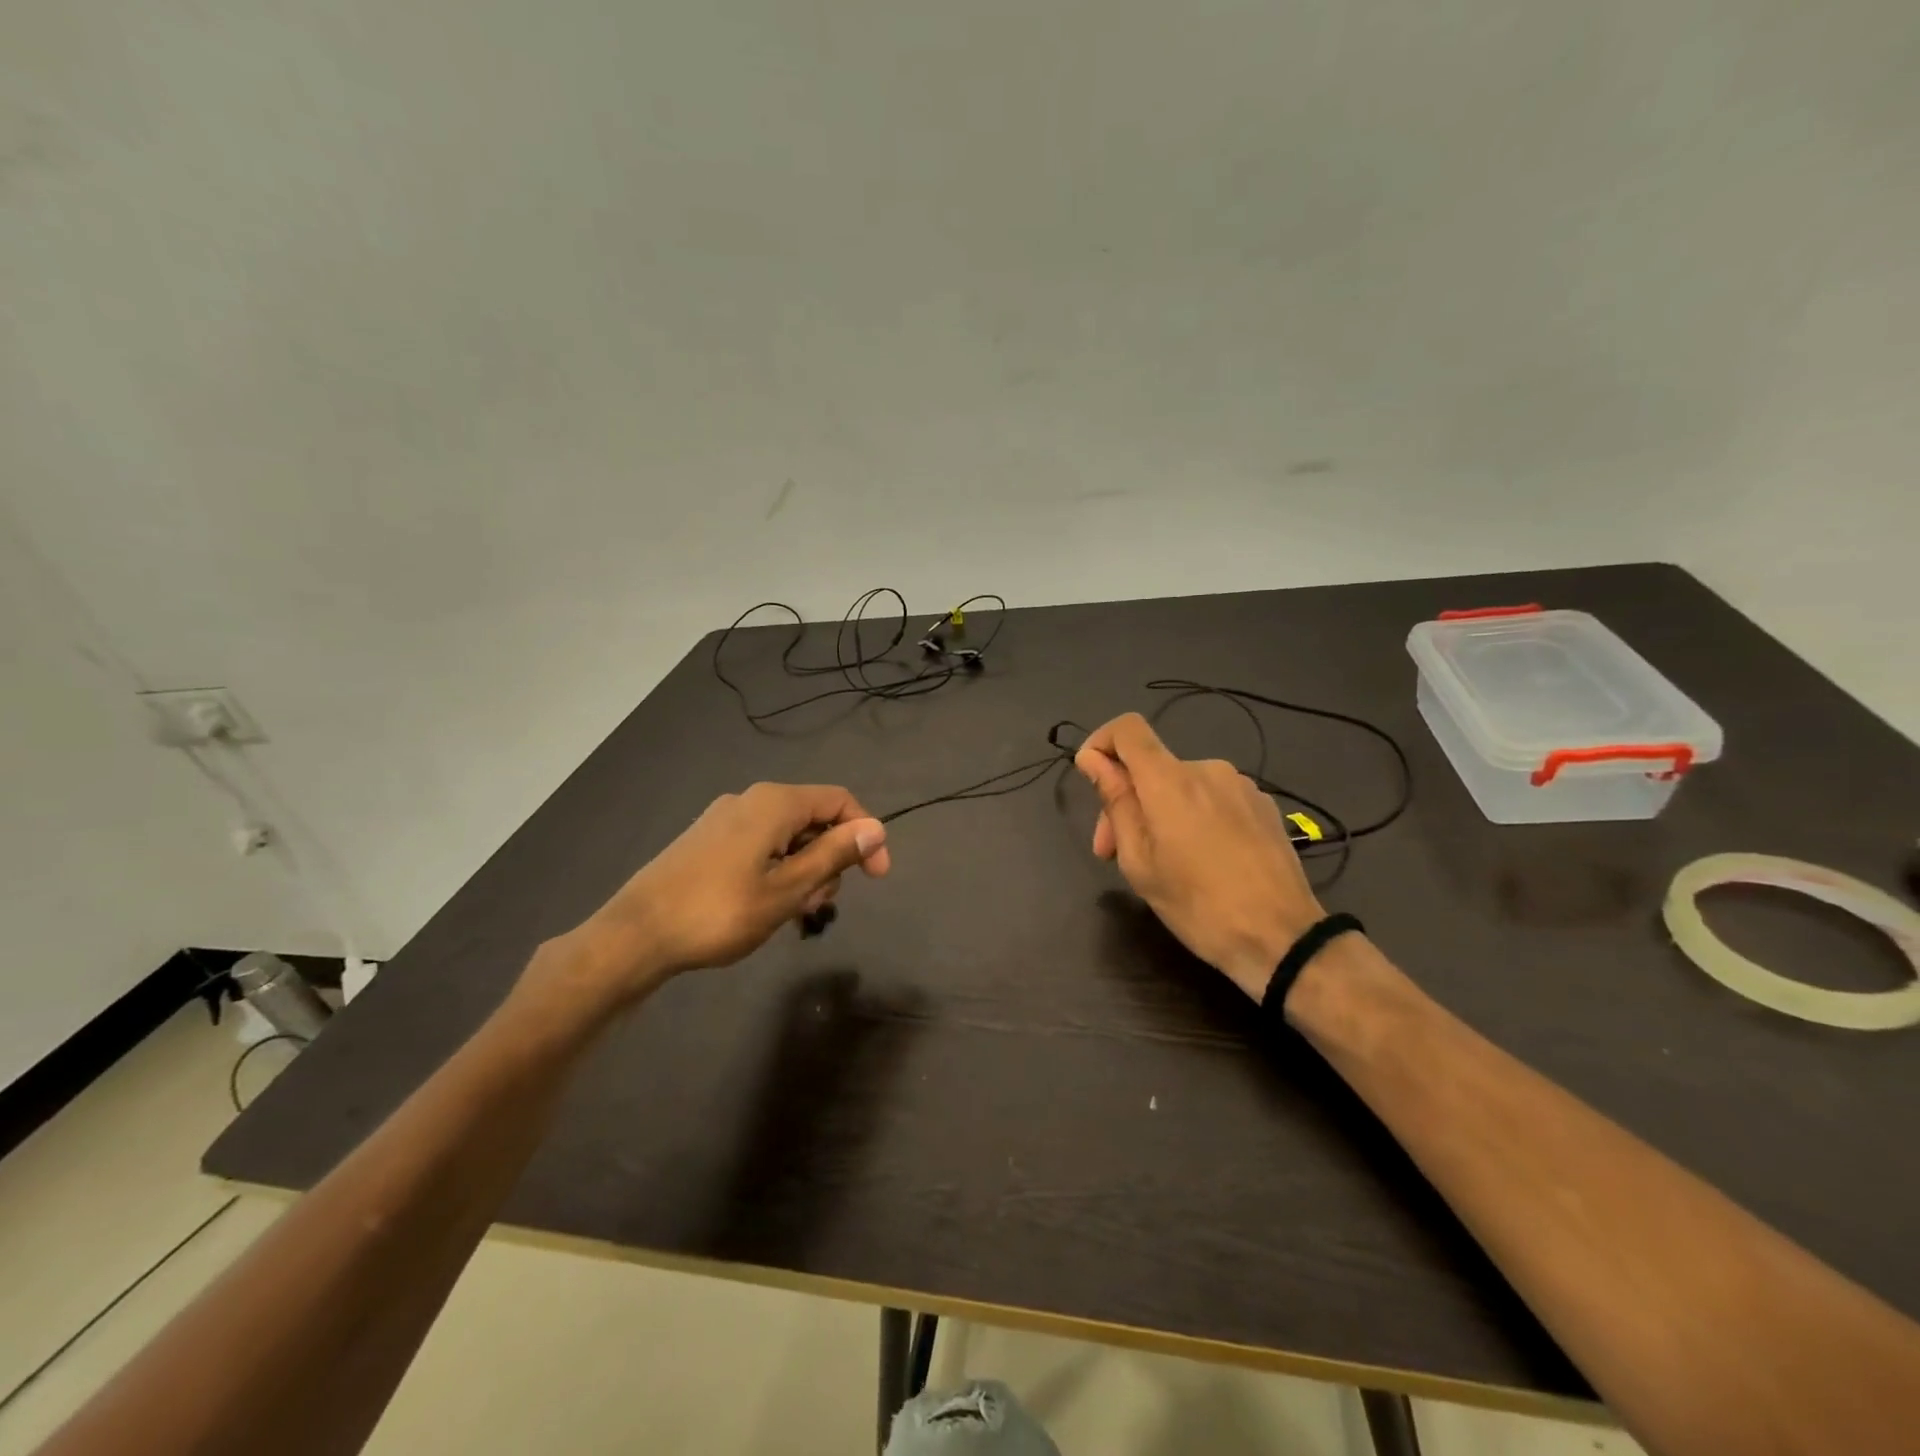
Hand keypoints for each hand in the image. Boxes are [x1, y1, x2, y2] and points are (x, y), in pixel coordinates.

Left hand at [546, 783, 890, 1009]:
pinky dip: (776, 870)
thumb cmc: (719, 912)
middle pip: (813, 818)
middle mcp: (750, 800)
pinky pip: (759, 845)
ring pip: (786, 836)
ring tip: (790, 913)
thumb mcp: (787, 889)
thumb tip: (876, 828)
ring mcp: (724, 819)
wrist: (634, 936)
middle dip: (830, 859)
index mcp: (774, 803)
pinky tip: (764, 906)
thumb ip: (834, 855)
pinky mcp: (707, 840)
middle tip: (818, 905)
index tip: (876, 878)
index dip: (865, 835)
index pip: (840, 801)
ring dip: (803, 870)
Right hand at [1075, 713, 1322, 1001]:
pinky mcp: (1264, 805)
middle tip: (1112, 854)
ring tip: (1162, 863)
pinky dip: (1194, 818)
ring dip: (1160, 813)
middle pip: (1152, 767)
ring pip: (1182, 786)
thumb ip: (1116, 802)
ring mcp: (1241, 786)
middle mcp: (1207, 769)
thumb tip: (1093, 759)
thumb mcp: (1140, 861)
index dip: (1102, 743)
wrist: (1282, 937)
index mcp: (1170, 780)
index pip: (1128, 728)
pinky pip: (1213, 799)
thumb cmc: (1197, 905)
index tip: (1092, 779)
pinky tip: (1202, 861)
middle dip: (1126, 801)